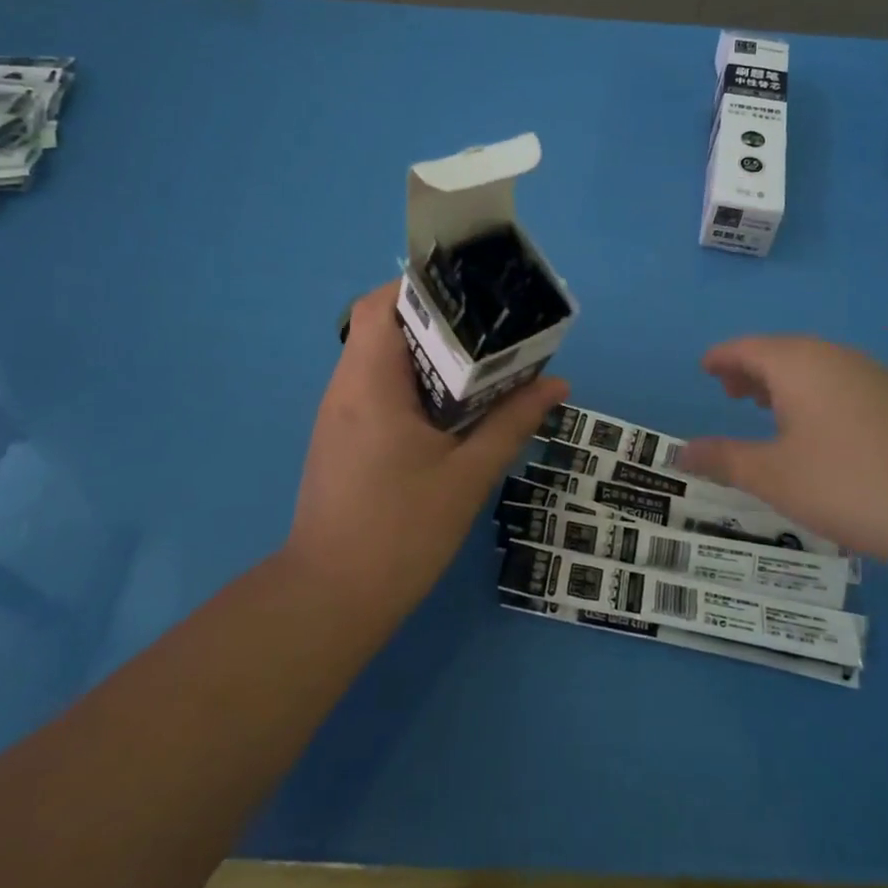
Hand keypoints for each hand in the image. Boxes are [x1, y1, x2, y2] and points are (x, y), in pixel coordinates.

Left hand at [283, 281, 567, 619]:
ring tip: (478, 361)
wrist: (331, 599)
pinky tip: (449, 405)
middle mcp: (345, 388)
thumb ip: (511, 423)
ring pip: (378, 357)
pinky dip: (412, 381)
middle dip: (436, 319)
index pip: (382, 304)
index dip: (423, 288)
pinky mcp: (341, 438)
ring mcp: (338, 414)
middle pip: (382, 325)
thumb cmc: (401, 532)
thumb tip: (556, 384)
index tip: (471, 294)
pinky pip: (375, 387)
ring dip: (425, 352)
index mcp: (370, 384)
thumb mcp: (467, 475)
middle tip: (489, 328)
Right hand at [678, 336, 887, 568]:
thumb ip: (724, 459)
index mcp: (800, 364)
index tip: (705, 367)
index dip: (722, 357)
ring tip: (770, 410)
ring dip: (787, 383)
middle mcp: (838, 358)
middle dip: (753, 369)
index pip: (748, 347)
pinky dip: (820, 396)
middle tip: (730, 392)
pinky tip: (823, 431)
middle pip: (784, 352)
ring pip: (819, 368)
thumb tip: (682, 452)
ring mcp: (878, 377)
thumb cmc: (847, 485)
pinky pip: (846, 385)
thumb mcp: (773, 476)